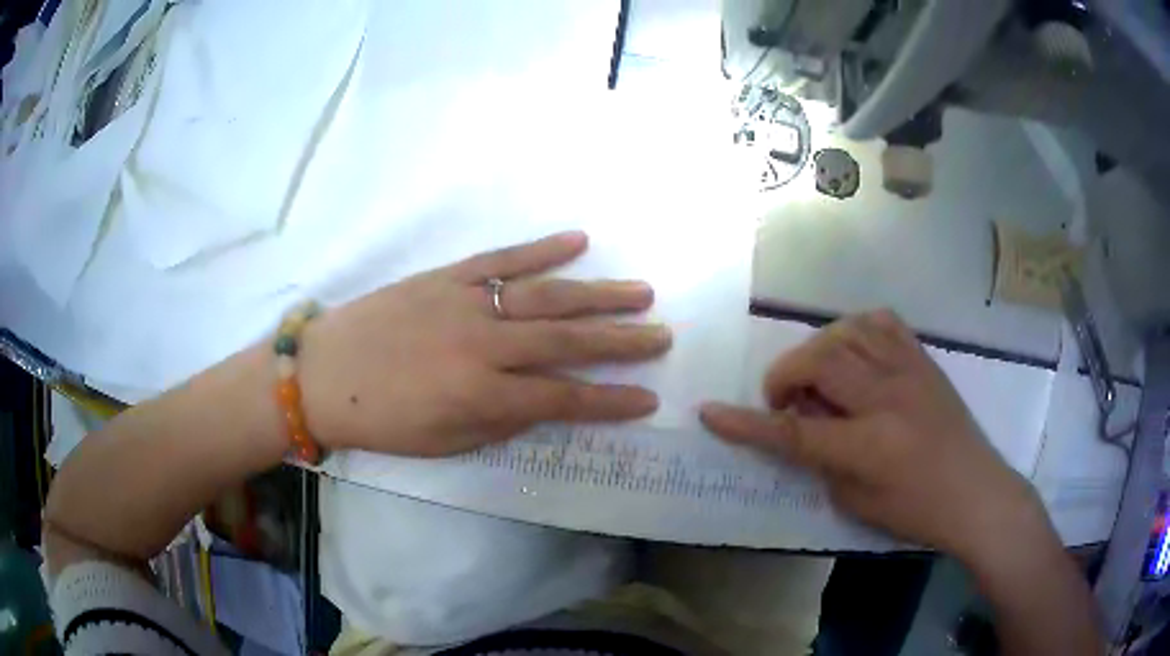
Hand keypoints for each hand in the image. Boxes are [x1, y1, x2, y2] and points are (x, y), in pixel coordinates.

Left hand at [299, 231, 671, 457]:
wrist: (323, 372)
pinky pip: (502, 259)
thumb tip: (547, 403)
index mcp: (481, 395)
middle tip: (663, 335)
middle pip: (567, 341)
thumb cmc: (382, 420)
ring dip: (598, 294)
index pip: (563, 398)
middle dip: (621, 341)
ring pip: (547, 296)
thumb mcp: (444, 442)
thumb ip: (501, 421)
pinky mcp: (448, 276)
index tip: (648, 399)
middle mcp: (484, 345)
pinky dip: (542, 249)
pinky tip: (578, 240)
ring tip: (641, 292)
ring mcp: (467, 303)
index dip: (610, 402)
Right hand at [700, 310, 1044, 562]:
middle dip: (784, 376)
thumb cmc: (917, 511)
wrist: (977, 492)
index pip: (793, 431)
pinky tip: (851, 350)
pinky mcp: (924, 359)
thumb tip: (802, 422)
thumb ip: (822, 459)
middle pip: (818, 363)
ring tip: (816, 374)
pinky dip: (854, 329)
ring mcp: (909, 371)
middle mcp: (886, 398)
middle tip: (784, 400)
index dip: (746, 423)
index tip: (710, 412)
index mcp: (868, 447)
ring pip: (846, 333)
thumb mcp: (858, 502)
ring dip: (817, 350)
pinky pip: (882, 322)